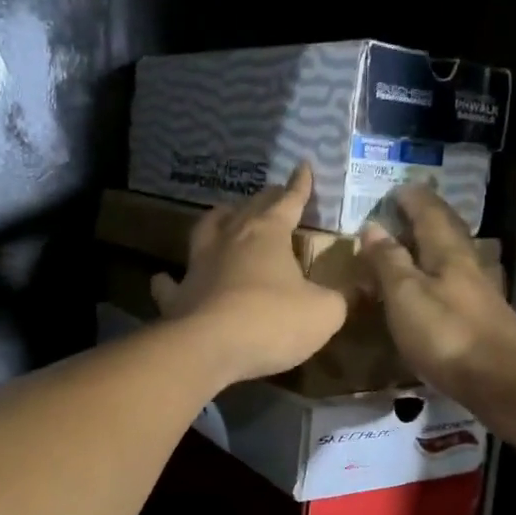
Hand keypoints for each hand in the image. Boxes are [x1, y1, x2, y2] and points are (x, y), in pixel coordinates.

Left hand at [151, 163, 348, 384]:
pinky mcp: (177, 297)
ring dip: (218, 221)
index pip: (288, 202)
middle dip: (264, 200)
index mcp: (268, 235)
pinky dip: (170, 280)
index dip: (299, 186)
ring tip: (225, 216)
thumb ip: (339, 298)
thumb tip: (349, 292)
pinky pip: (170, 284)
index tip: (303, 167)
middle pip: (248, 210)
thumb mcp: (324, 312)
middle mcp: (230, 240)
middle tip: (273, 194)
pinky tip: (166, 278)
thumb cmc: (272, 322)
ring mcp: (198, 266)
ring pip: (206, 231)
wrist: (209, 347)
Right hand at [359, 186, 515, 424]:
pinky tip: (430, 289)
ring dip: (430, 246)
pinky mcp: (482, 318)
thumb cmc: (447, 333)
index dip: (410, 198)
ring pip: (451, 256)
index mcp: (447, 250)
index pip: (427, 210)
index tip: (392, 190)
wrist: (503, 381)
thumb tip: (372, 226)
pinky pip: (454, 283)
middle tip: (402, 210)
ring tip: (409, 247)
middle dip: (424, 216)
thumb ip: (388, 261)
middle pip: (445, 230)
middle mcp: (467, 263)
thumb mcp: (405, 295)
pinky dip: (436, 276)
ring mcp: (478, 292)